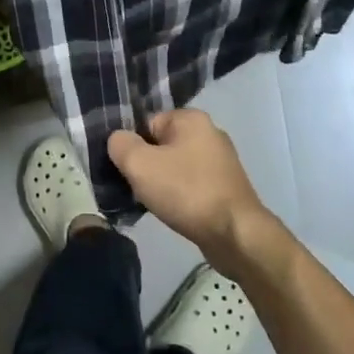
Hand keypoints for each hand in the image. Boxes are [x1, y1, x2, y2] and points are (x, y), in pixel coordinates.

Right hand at [108, 110, 282, 278]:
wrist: (235, 234)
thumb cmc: (186, 191)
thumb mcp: (140, 164)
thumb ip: (120, 145)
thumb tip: (118, 140)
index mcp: (191, 119)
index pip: (147, 123)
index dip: (132, 146)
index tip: (126, 170)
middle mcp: (209, 133)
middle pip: (161, 145)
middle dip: (146, 166)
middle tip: (137, 188)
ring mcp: (221, 162)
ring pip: (175, 167)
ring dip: (161, 184)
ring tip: (154, 204)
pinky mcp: (226, 187)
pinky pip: (191, 185)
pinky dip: (179, 197)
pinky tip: (173, 213)